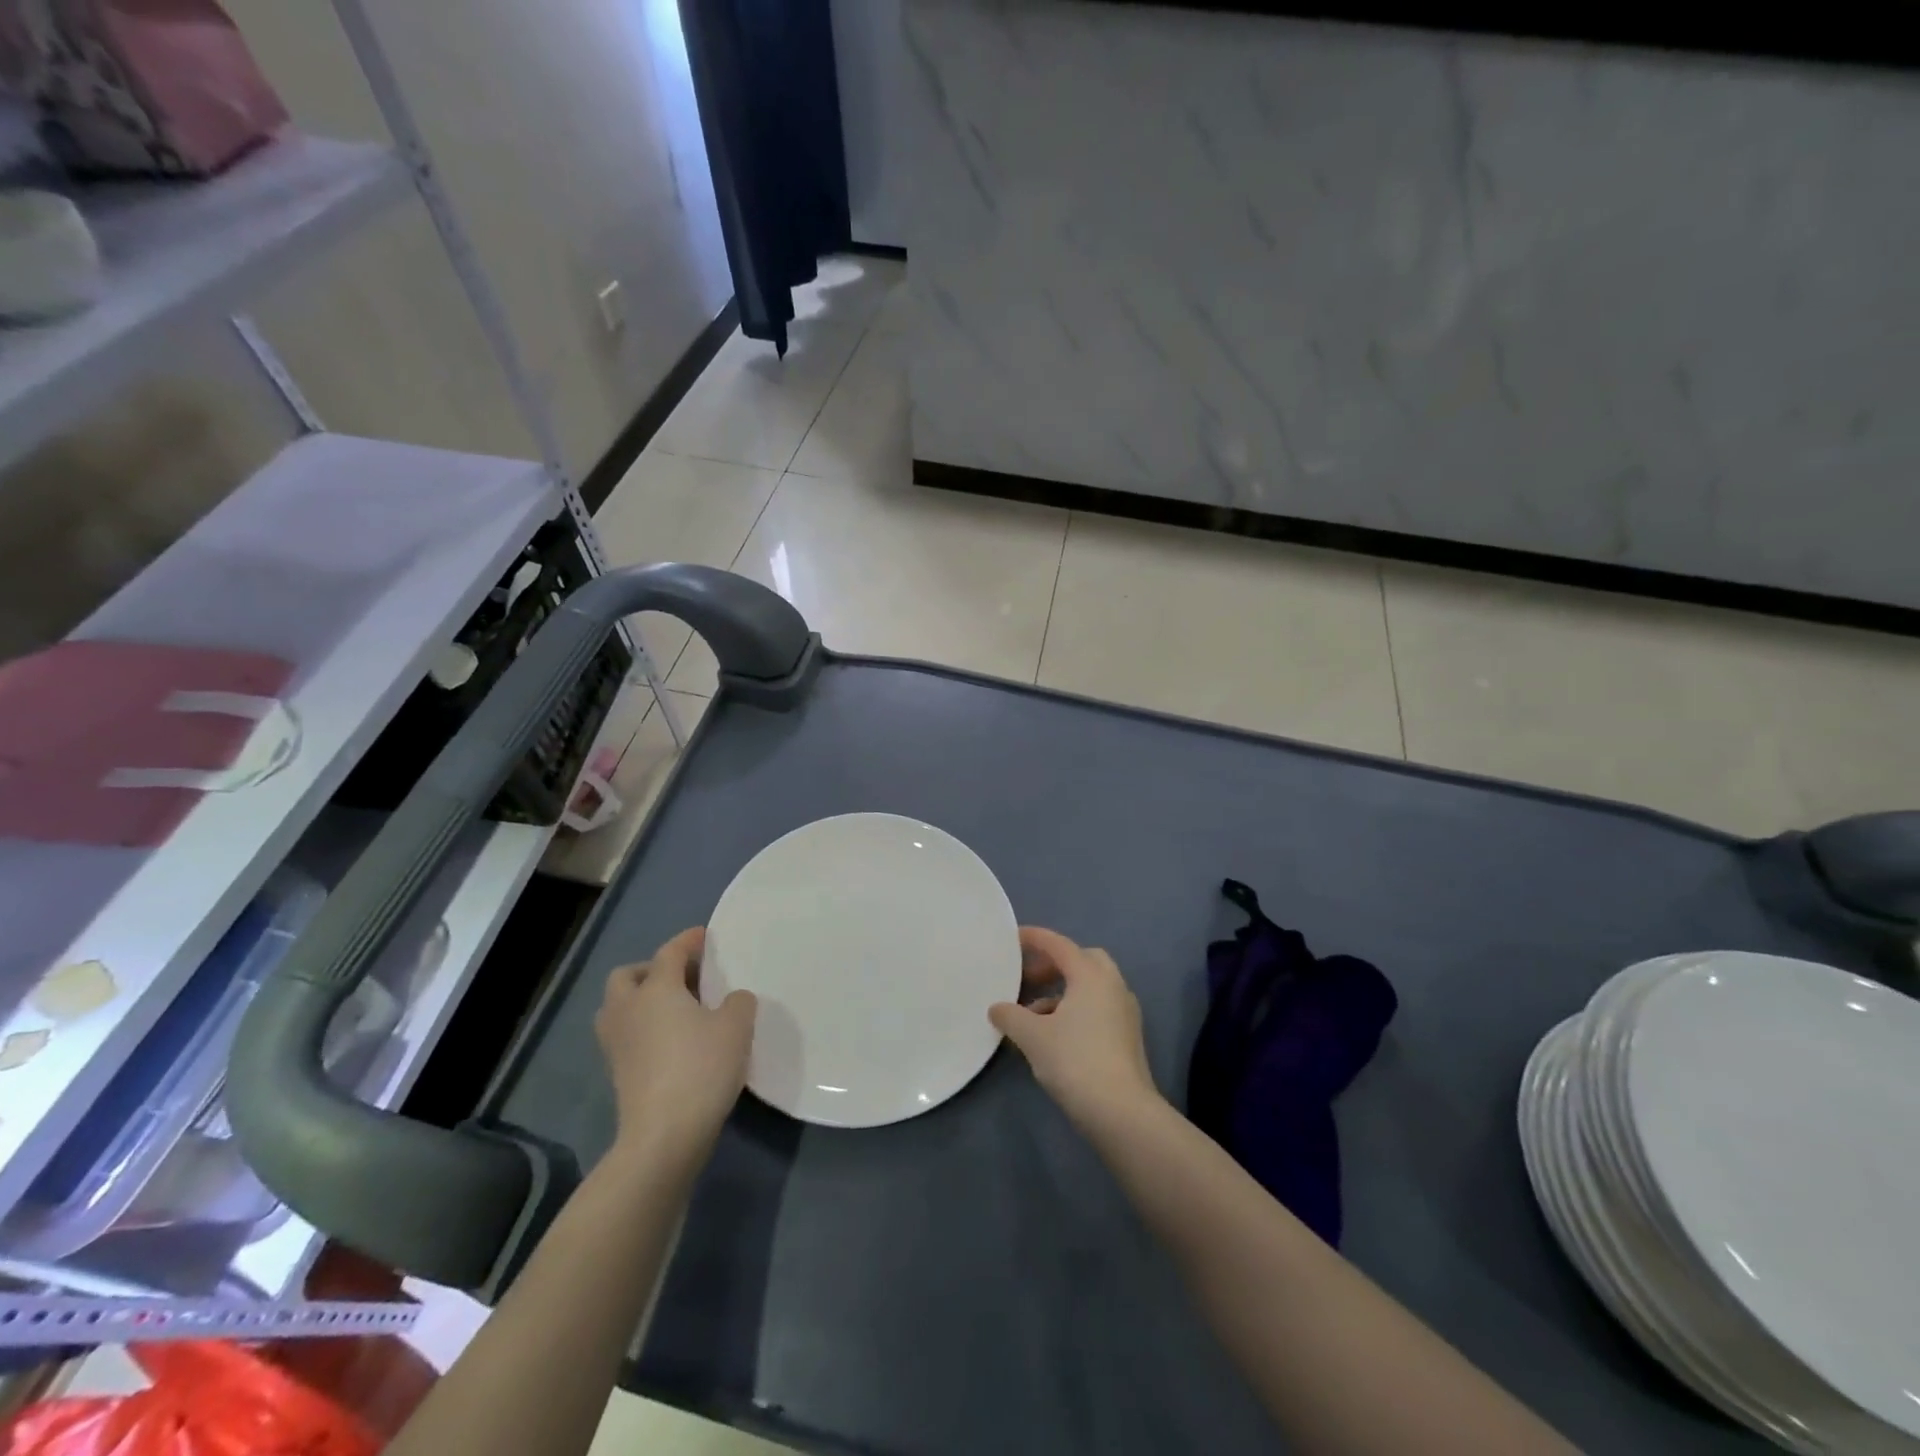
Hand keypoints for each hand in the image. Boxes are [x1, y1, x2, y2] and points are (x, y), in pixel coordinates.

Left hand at [595, 927, 756, 1170]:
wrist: (663, 1135)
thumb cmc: (701, 1068)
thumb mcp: (736, 1026)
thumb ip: (738, 1002)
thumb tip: (731, 1000)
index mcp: (656, 989)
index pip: (669, 952)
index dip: (688, 941)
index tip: (704, 936)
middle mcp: (628, 1009)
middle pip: (627, 976)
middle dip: (650, 970)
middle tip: (681, 978)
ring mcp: (617, 1044)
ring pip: (618, 1007)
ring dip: (640, 1000)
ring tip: (674, 1010)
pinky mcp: (617, 1073)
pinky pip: (625, 1035)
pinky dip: (642, 1028)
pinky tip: (670, 1041)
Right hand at [989, 927, 1161, 1131]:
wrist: (1122, 1112)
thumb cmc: (1075, 1061)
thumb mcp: (1033, 1037)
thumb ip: (1011, 1016)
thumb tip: (996, 1008)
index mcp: (1091, 975)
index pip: (1059, 944)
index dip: (1035, 938)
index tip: (1013, 938)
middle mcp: (1113, 985)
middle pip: (1081, 960)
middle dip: (1053, 965)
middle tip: (1028, 978)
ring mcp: (1125, 1011)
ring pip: (1091, 987)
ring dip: (1062, 991)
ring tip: (1033, 1014)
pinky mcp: (1128, 1036)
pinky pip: (1098, 1008)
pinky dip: (1076, 1010)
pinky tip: (1055, 1035)